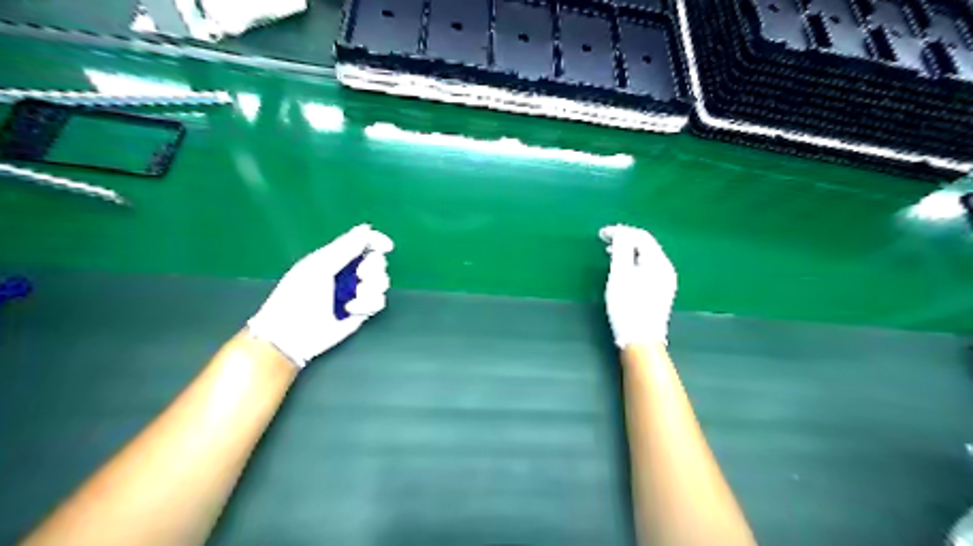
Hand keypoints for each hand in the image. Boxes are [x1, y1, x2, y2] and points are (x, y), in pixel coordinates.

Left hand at [247, 221, 393, 366]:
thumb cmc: (298, 296)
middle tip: (360, 275)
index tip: (386, 246)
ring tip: (354, 297)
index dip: (377, 241)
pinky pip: (379, 301)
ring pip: (381, 282)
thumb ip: (345, 247)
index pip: (363, 243)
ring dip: (371, 288)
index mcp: (335, 258)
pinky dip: (368, 304)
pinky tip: (351, 309)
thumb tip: (366, 228)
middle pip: (377, 261)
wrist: (293, 334)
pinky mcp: (362, 311)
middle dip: (373, 268)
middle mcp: (349, 273)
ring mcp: (356, 292)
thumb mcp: (319, 267)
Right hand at [597, 224, 677, 347]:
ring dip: (628, 251)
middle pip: (646, 245)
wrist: (640, 340)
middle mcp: (666, 269)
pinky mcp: (660, 291)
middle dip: (625, 239)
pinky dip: (634, 262)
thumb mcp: (620, 275)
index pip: (641, 237)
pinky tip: (623, 269)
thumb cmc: (627, 306)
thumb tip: (620, 232)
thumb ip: (621, 249)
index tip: (601, 234)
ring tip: (610, 253)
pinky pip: (647, 267)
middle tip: (604, 240)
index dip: (621, 231)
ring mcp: (665, 281)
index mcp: (659, 262)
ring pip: (646, 257)